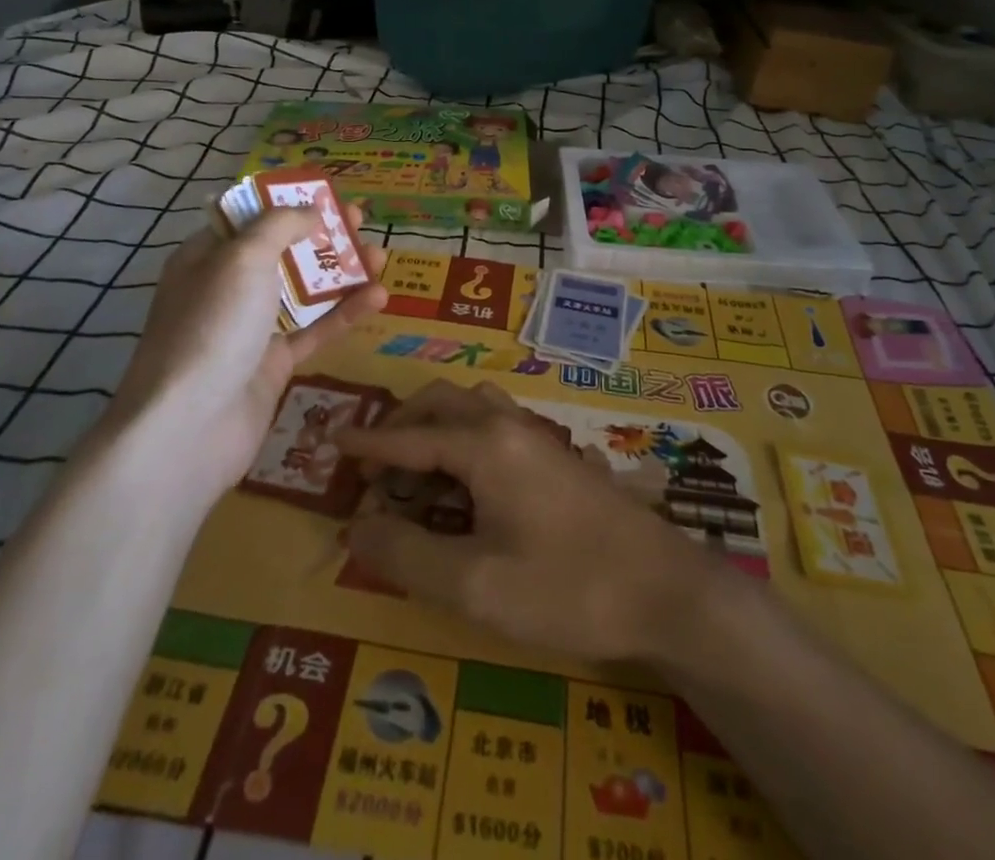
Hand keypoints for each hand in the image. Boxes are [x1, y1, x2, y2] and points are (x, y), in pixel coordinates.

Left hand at [111, 202, 387, 492]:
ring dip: (341, 273)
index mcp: (207, 257)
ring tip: (381, 257)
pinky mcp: (272, 365)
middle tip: (360, 221)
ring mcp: (250, 329)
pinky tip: (378, 297)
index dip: (288, 203)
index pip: (250, 219)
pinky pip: (314, 330)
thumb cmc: (213, 326)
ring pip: (303, 292)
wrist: (189, 428)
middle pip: (282, 252)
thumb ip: (280, 225)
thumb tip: (311, 211)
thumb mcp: (243, 258)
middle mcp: (227, 289)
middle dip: (322, 235)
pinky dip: (344, 313)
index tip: (328, 196)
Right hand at [333, 380, 722, 662]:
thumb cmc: (566, 586)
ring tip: (416, 469)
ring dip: (437, 425)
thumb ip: (406, 554)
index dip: (367, 444)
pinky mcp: (558, 457)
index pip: (409, 437)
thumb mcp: (474, 584)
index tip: (331, 442)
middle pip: (442, 403)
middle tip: (373, 464)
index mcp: (484, 445)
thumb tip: (353, 527)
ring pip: (474, 407)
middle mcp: (509, 426)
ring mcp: (539, 438)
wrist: (664, 590)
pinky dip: (465, 437)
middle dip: (402, 425)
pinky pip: (497, 425)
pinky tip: (467, 482)